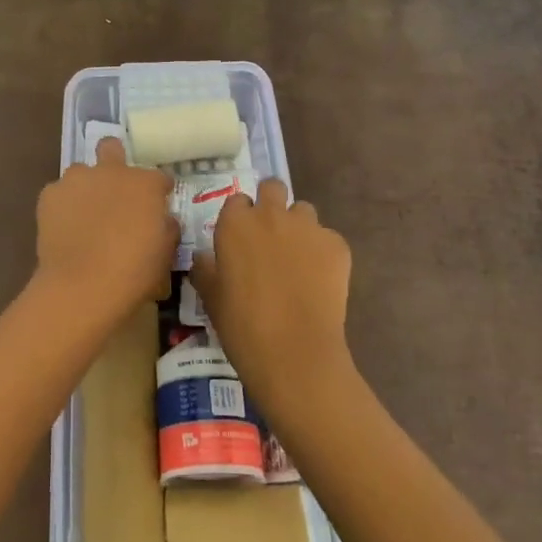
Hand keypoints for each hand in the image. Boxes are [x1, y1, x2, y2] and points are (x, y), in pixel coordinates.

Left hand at [33, 137, 176, 325]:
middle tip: (114, 189)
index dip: (158, 192)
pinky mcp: (49, 194)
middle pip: (111, 148)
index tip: (156, 207)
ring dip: (86, 187)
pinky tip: (64, 229)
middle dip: (114, 160)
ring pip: (81, 172)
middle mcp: (111, 172)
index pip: (159, 178)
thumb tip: (162, 220)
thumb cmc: (133, 273)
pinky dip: (63, 206)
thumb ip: (166, 228)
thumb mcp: (164, 254)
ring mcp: (77, 179)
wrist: (82, 286)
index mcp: (145, 184)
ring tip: (84, 216)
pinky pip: (59, 194)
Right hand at [190, 179, 351, 413]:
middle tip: (270, 235)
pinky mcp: (337, 245)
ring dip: (298, 227)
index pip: (237, 201)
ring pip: (304, 210)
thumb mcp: (211, 299)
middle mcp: (271, 215)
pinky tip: (320, 280)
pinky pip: (328, 238)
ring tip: (298, 259)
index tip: (241, 238)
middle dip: (271, 203)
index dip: (240, 217)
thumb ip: (205, 270)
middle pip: (273, 187)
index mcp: (235, 224)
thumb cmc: (243, 327)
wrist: (296, 353)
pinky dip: (324, 252)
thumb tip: (204, 258)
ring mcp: (308, 227)